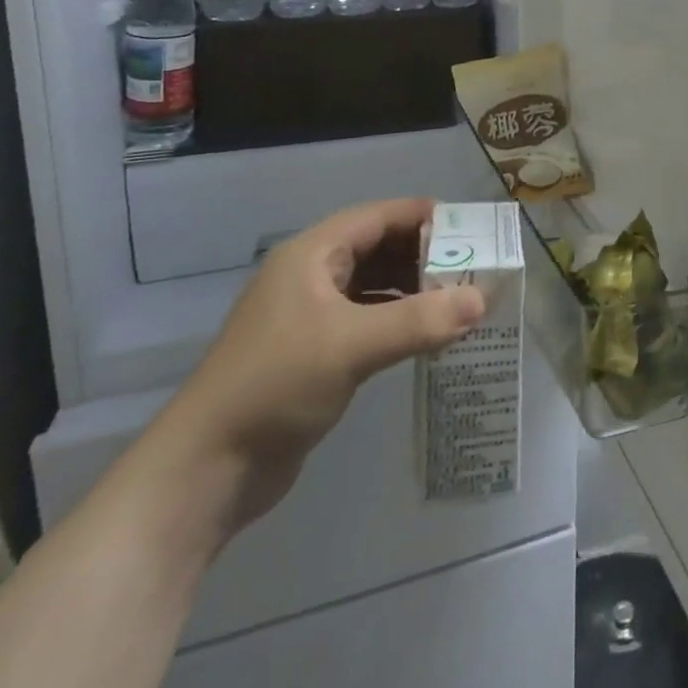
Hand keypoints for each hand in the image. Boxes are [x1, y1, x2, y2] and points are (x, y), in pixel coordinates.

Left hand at [147, 198, 484, 536]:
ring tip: (460, 300)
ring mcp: (310, 315)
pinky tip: (428, 336)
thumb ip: (419, 321)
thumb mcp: (352, 346)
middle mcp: (311, 275)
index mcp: (312, 255)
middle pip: (379, 247)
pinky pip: (367, 320)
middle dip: (425, 255)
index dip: (423, 216)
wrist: (205, 471)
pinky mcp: (314, 352)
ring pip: (374, 285)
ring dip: (414, 290)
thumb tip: (482, 300)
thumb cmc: (275, 385)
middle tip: (474, 267)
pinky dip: (399, 320)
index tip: (471, 227)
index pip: (378, 216)